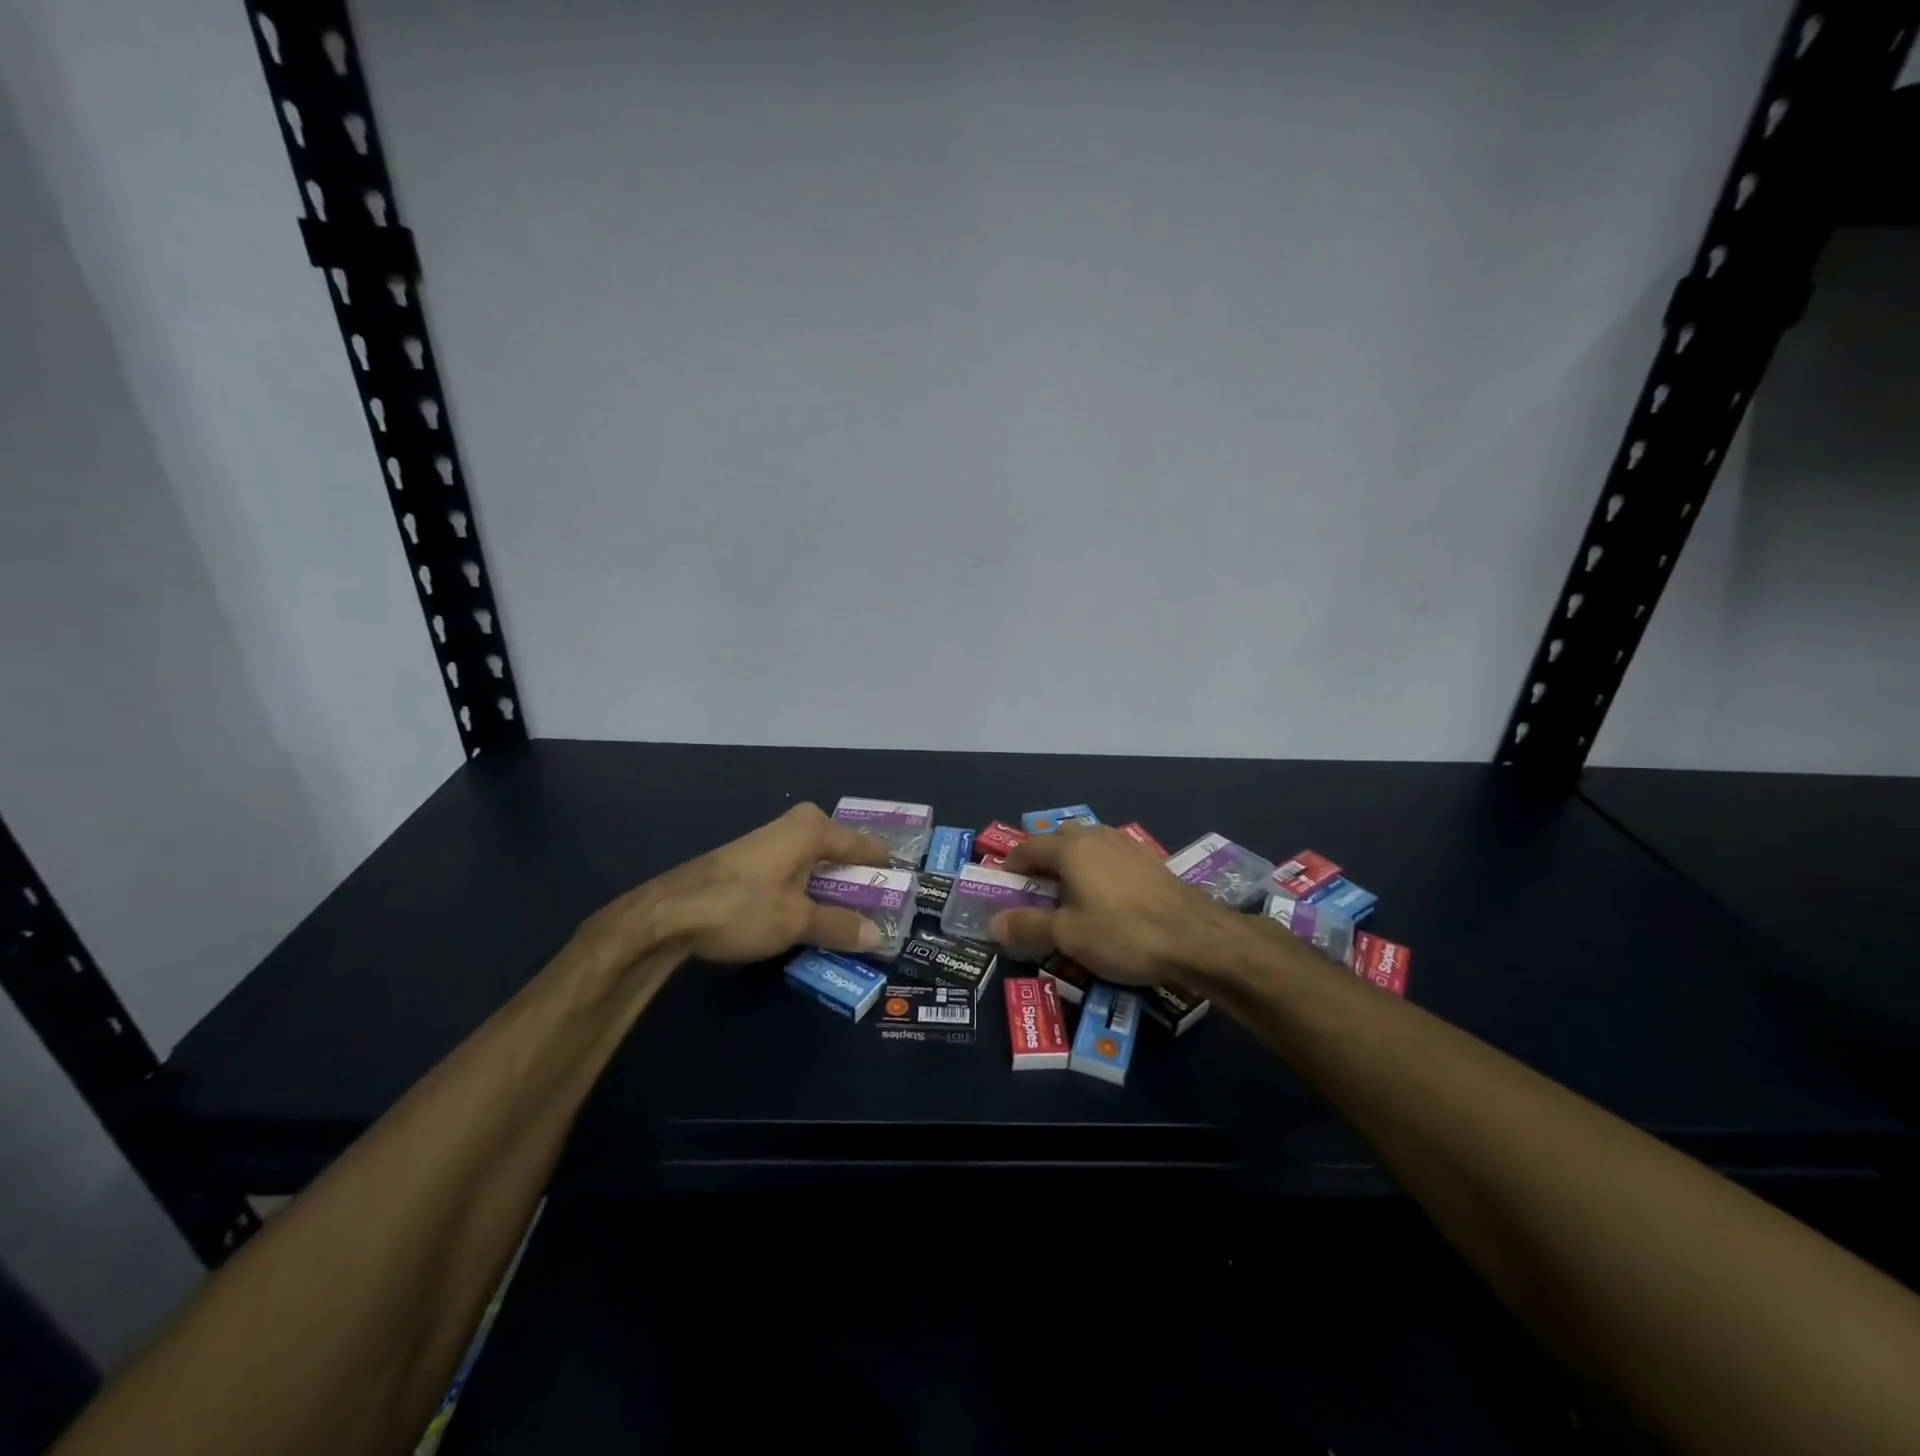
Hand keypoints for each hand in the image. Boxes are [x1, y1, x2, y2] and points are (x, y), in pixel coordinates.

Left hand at [584, 803, 892, 966]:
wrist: (668, 912)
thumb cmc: (742, 907)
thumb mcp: (797, 921)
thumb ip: (839, 926)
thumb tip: (878, 936)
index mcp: (812, 829)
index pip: (863, 845)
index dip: (884, 867)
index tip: (904, 888)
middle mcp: (794, 826)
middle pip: (839, 852)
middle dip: (858, 881)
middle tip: (879, 910)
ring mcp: (769, 841)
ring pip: (815, 863)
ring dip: (831, 889)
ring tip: (849, 918)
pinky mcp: (750, 860)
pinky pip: (794, 871)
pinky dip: (807, 890)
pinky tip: (808, 915)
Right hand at [989, 821, 1229, 984]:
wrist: (1195, 936)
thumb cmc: (1123, 933)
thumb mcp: (1068, 937)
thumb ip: (1027, 926)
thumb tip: (992, 924)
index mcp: (1070, 849)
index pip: (1028, 848)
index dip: (1011, 867)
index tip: (1004, 888)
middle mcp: (1095, 837)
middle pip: (1058, 838)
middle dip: (1042, 860)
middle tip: (1036, 890)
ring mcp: (1125, 844)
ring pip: (1087, 843)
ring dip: (1072, 861)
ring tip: (1070, 893)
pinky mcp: (1148, 859)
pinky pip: (1110, 855)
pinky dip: (1097, 868)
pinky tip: (1106, 896)